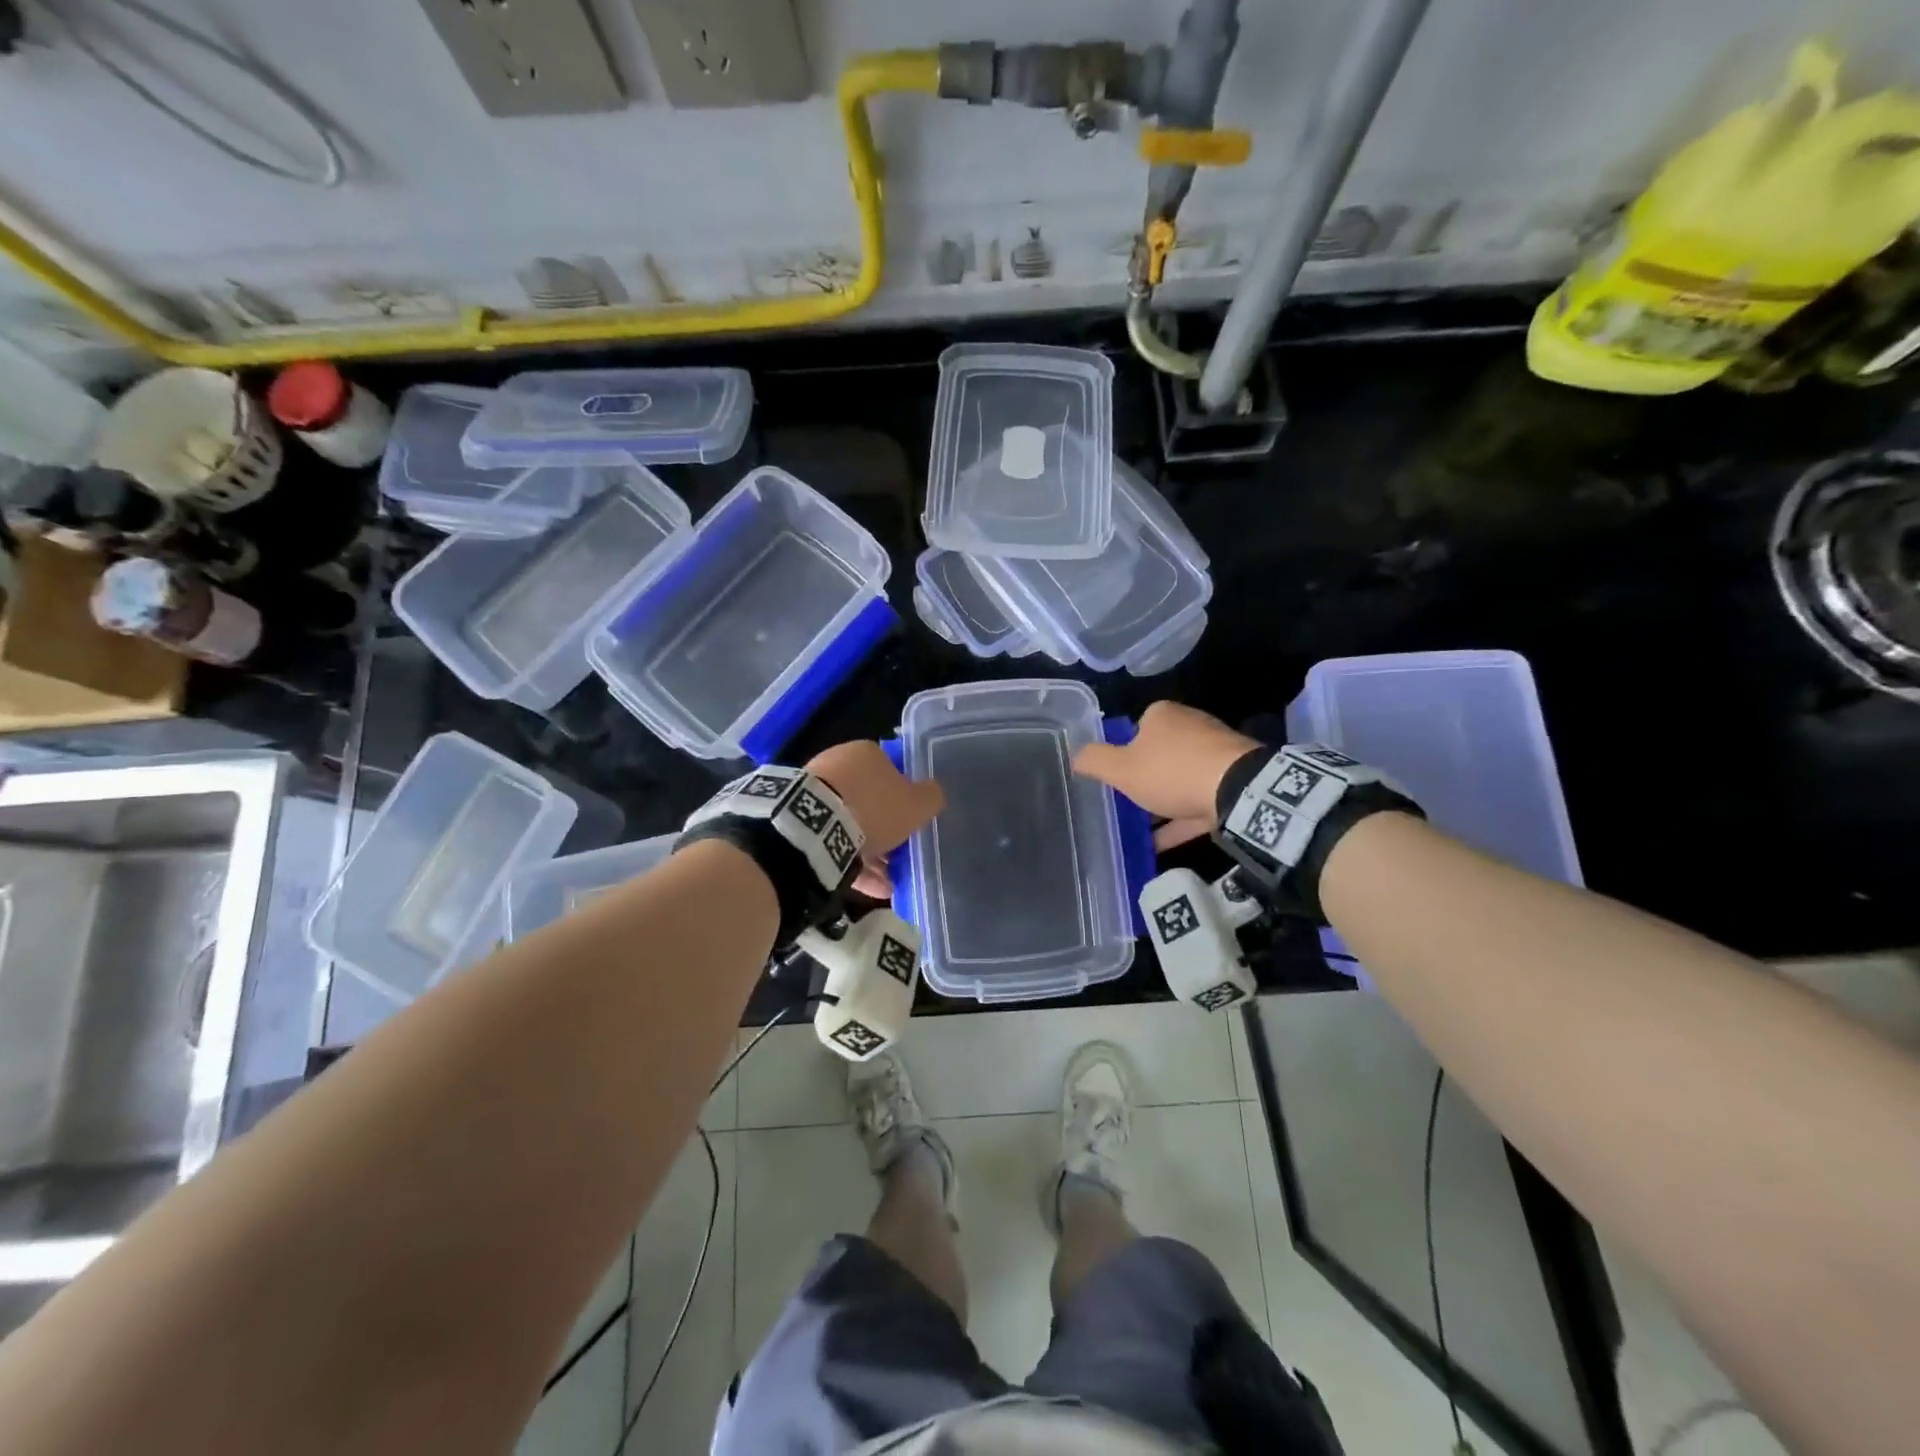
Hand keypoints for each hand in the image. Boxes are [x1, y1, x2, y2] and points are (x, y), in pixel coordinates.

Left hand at [807, 741, 943, 897]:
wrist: (814, 828)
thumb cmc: (873, 808)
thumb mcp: (917, 804)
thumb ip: (930, 797)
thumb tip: (933, 793)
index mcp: (866, 753)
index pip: (893, 772)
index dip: (906, 799)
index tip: (913, 823)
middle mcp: (839, 765)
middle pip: (870, 800)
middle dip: (886, 829)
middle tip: (901, 855)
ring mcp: (816, 792)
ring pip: (851, 823)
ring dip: (870, 851)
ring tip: (887, 882)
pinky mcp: (801, 820)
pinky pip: (832, 840)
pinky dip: (850, 861)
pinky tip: (869, 887)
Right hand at [1072, 701, 1259, 849]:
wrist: (1238, 791)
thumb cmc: (1171, 771)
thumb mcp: (1121, 768)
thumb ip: (1094, 761)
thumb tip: (1075, 755)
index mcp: (1163, 715)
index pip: (1135, 729)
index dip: (1122, 753)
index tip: (1115, 778)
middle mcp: (1190, 726)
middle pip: (1158, 754)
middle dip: (1144, 778)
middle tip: (1126, 803)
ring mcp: (1215, 754)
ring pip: (1179, 779)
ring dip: (1163, 802)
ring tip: (1140, 828)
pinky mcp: (1232, 781)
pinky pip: (1197, 802)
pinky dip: (1180, 821)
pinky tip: (1161, 844)